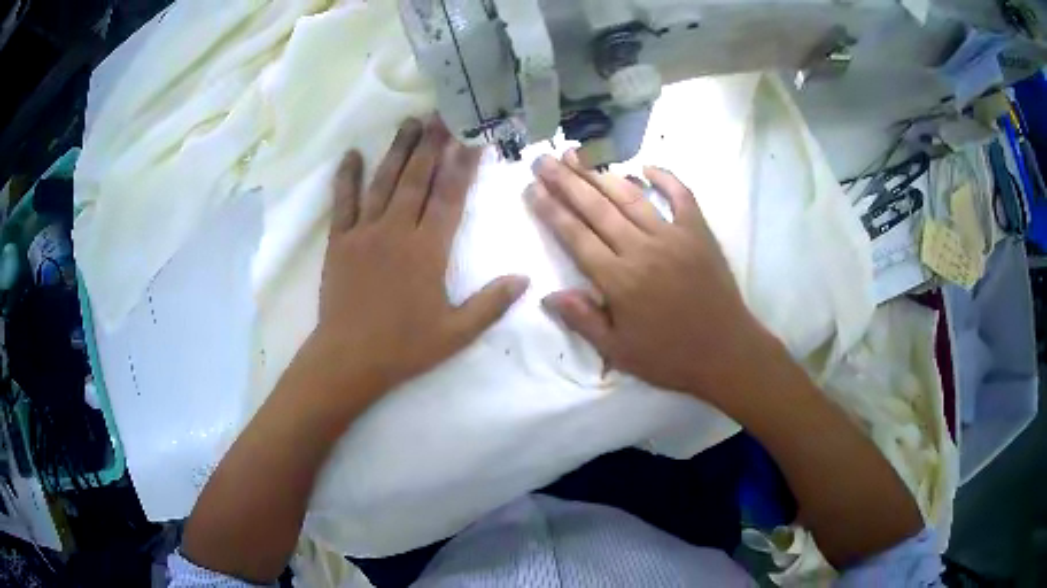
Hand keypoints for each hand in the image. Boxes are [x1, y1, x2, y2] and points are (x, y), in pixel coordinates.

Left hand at [304, 117, 529, 401]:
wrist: (349, 359)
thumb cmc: (404, 347)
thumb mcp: (456, 333)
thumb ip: (491, 304)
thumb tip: (524, 279)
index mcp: (427, 250)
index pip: (449, 197)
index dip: (462, 166)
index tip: (471, 138)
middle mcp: (396, 231)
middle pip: (417, 178)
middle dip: (431, 143)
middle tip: (441, 113)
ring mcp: (364, 233)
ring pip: (383, 182)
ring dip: (398, 150)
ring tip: (409, 122)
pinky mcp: (339, 241)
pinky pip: (343, 203)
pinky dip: (346, 177)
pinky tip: (352, 155)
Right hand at [529, 151, 775, 405]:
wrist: (726, 353)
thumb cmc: (669, 357)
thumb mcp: (619, 352)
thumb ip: (583, 320)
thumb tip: (548, 295)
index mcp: (619, 280)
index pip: (576, 236)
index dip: (551, 210)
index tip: (532, 188)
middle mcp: (641, 249)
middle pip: (596, 208)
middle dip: (565, 181)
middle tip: (543, 160)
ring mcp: (673, 236)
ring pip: (630, 197)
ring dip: (600, 174)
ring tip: (576, 155)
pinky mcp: (698, 233)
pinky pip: (681, 196)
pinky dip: (665, 178)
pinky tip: (645, 166)